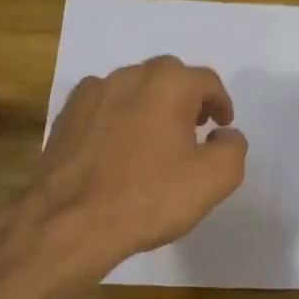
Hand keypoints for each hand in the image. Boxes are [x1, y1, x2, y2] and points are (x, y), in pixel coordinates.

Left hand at [31, 55, 247, 278]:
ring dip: (150, 107)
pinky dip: (118, 119)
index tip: (221, 127)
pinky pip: (103, 107)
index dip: (220, 103)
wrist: (70, 222)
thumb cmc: (149, 197)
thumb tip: (223, 134)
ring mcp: (92, 94)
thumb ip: (233, 147)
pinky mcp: (66, 116)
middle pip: (169, 78)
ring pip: (133, 90)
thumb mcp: (215, 178)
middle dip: (186, 99)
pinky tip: (118, 149)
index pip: (207, 81)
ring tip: (155, 141)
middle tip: (193, 130)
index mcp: (169, 83)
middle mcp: (129, 76)